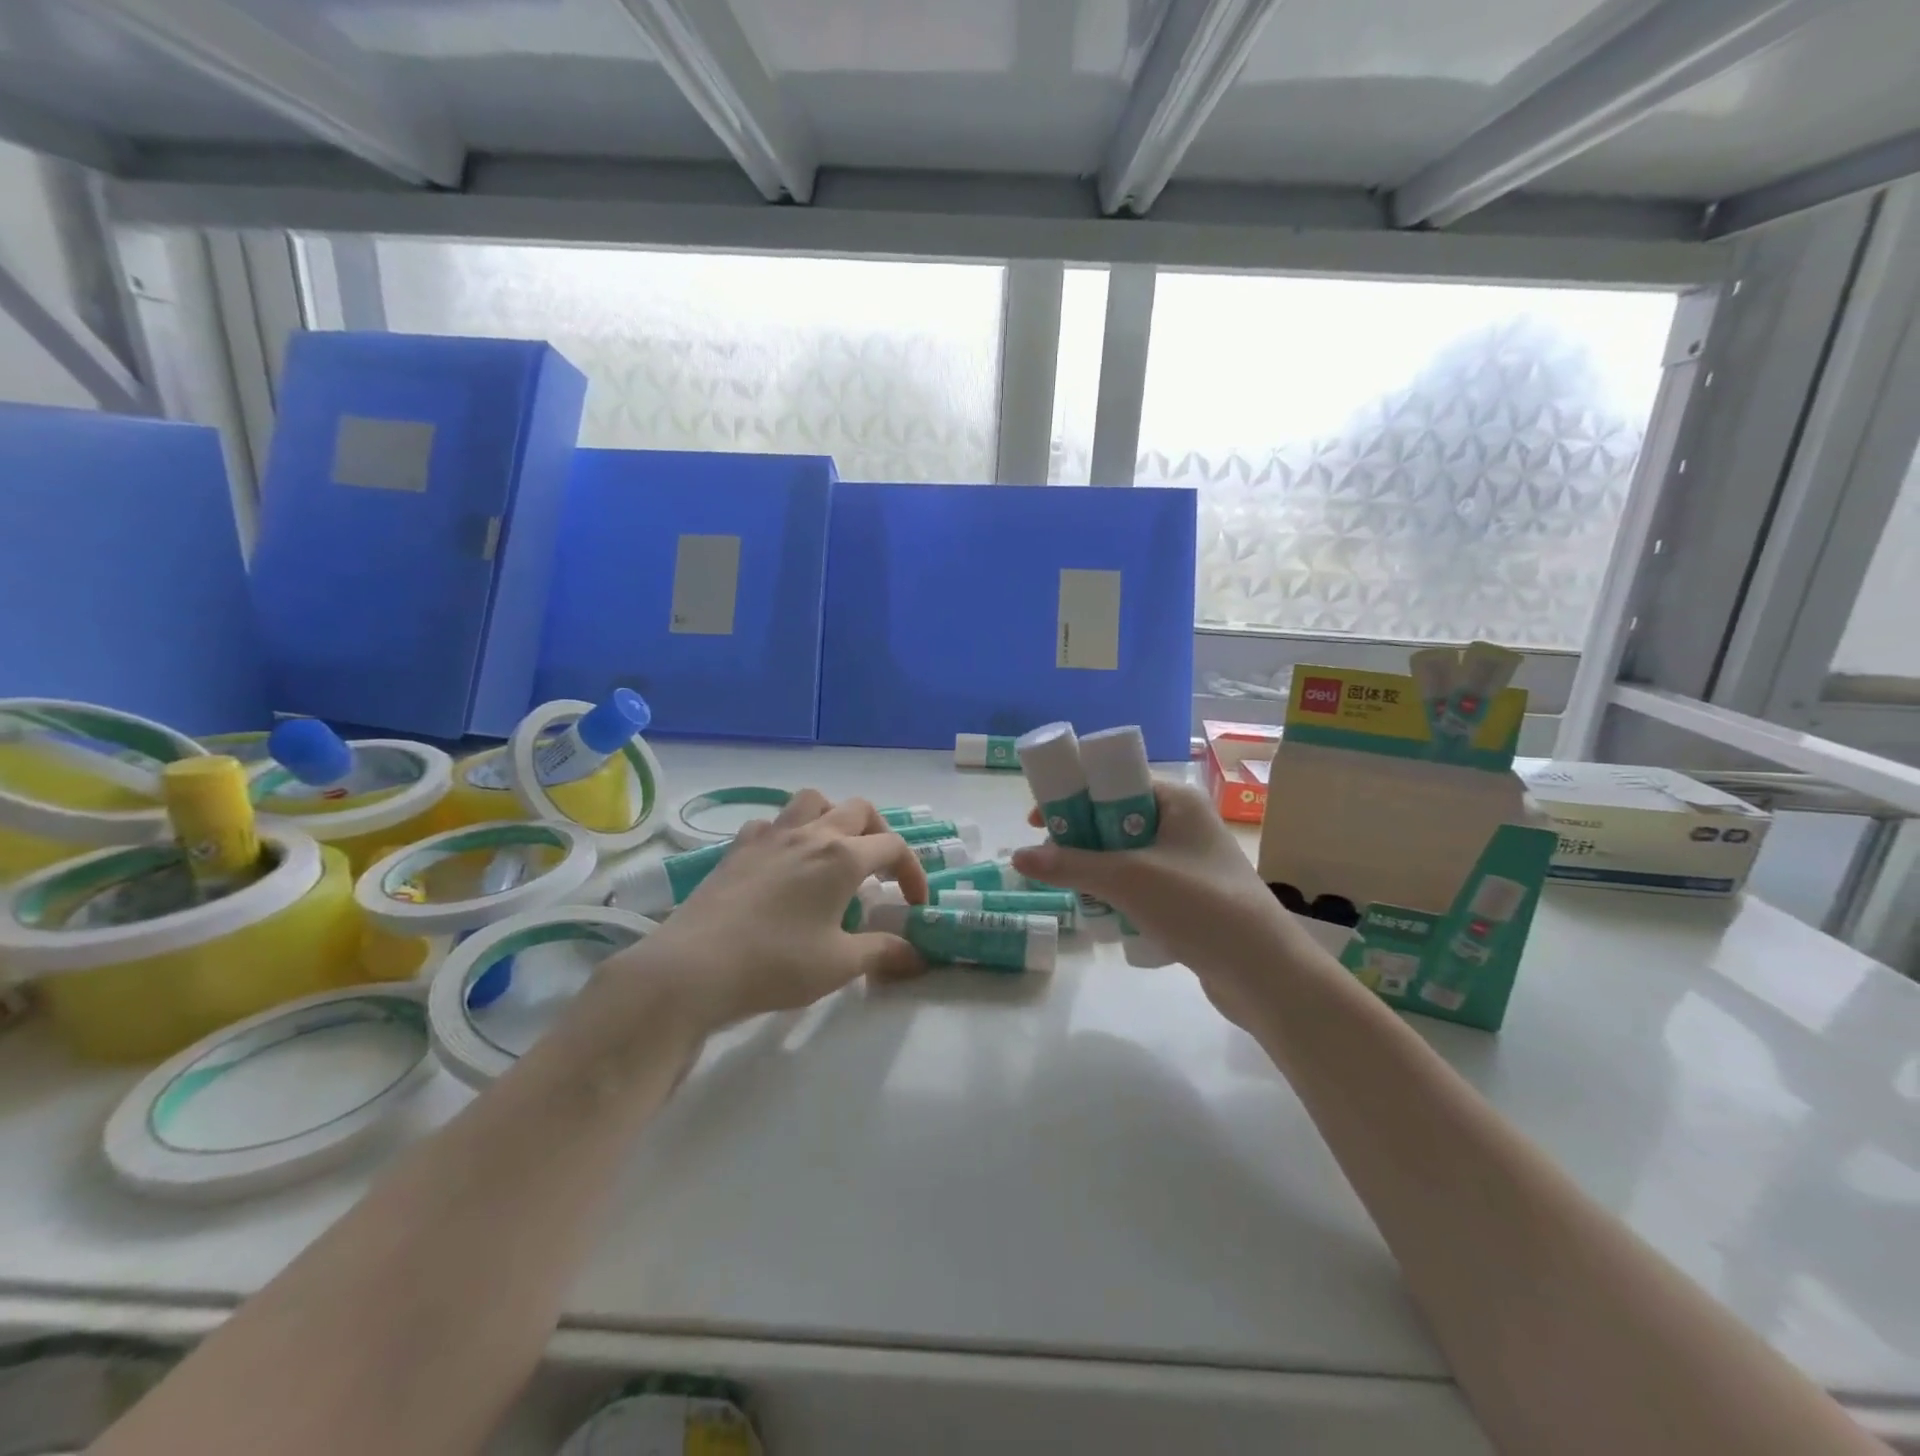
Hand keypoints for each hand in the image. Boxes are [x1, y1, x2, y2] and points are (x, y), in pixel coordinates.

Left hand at [601, 790, 929, 1034]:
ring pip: (813, 801)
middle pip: (859, 810)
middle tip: (880, 870)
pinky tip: (784, 863)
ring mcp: (770, 836)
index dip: (913, 872)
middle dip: (880, 834)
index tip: (915, 905)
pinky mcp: (738, 847)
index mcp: (842, 858)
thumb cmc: (775, 964)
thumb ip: (882, 952)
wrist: (693, 968)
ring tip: (835, 851)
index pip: (893, 847)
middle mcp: (810, 834)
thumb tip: (916, 955)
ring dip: (834, 817)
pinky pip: (772, 823)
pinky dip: (788, 833)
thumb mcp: (839, 965)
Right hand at [1010, 781, 1327, 1026]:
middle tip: (1049, 857)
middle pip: (1116, 816)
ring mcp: (1189, 860)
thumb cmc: (1198, 906)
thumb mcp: (1127, 879)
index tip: (1039, 819)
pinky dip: (1118, 891)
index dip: (1074, 793)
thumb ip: (1069, 866)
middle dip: (1079, 835)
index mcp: (1177, 800)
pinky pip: (1141, 881)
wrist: (1264, 972)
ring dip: (1096, 867)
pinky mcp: (1190, 895)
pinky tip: (1101, 911)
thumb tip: (1017, 857)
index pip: (1114, 779)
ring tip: (1070, 887)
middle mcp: (1184, 822)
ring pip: (1126, 852)